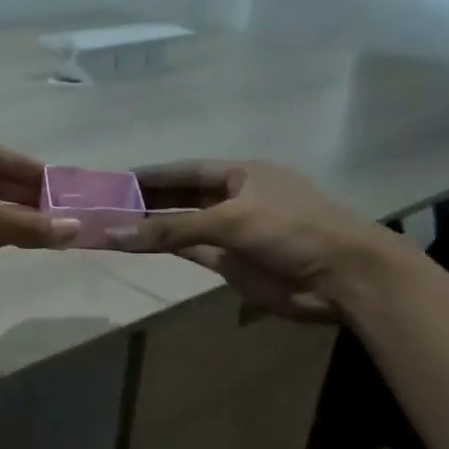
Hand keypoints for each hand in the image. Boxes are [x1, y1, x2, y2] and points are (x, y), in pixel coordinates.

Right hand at [109, 160, 393, 320]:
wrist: (342, 277)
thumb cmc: (292, 230)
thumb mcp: (230, 221)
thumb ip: (171, 229)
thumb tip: (115, 234)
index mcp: (242, 175)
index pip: (186, 171)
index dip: (152, 174)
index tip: (115, 179)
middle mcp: (235, 199)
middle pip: (181, 197)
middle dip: (147, 200)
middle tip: (105, 205)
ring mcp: (233, 232)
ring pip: (182, 226)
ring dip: (151, 226)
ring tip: (112, 225)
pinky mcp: (231, 262)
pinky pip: (190, 250)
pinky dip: (166, 247)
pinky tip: (137, 245)